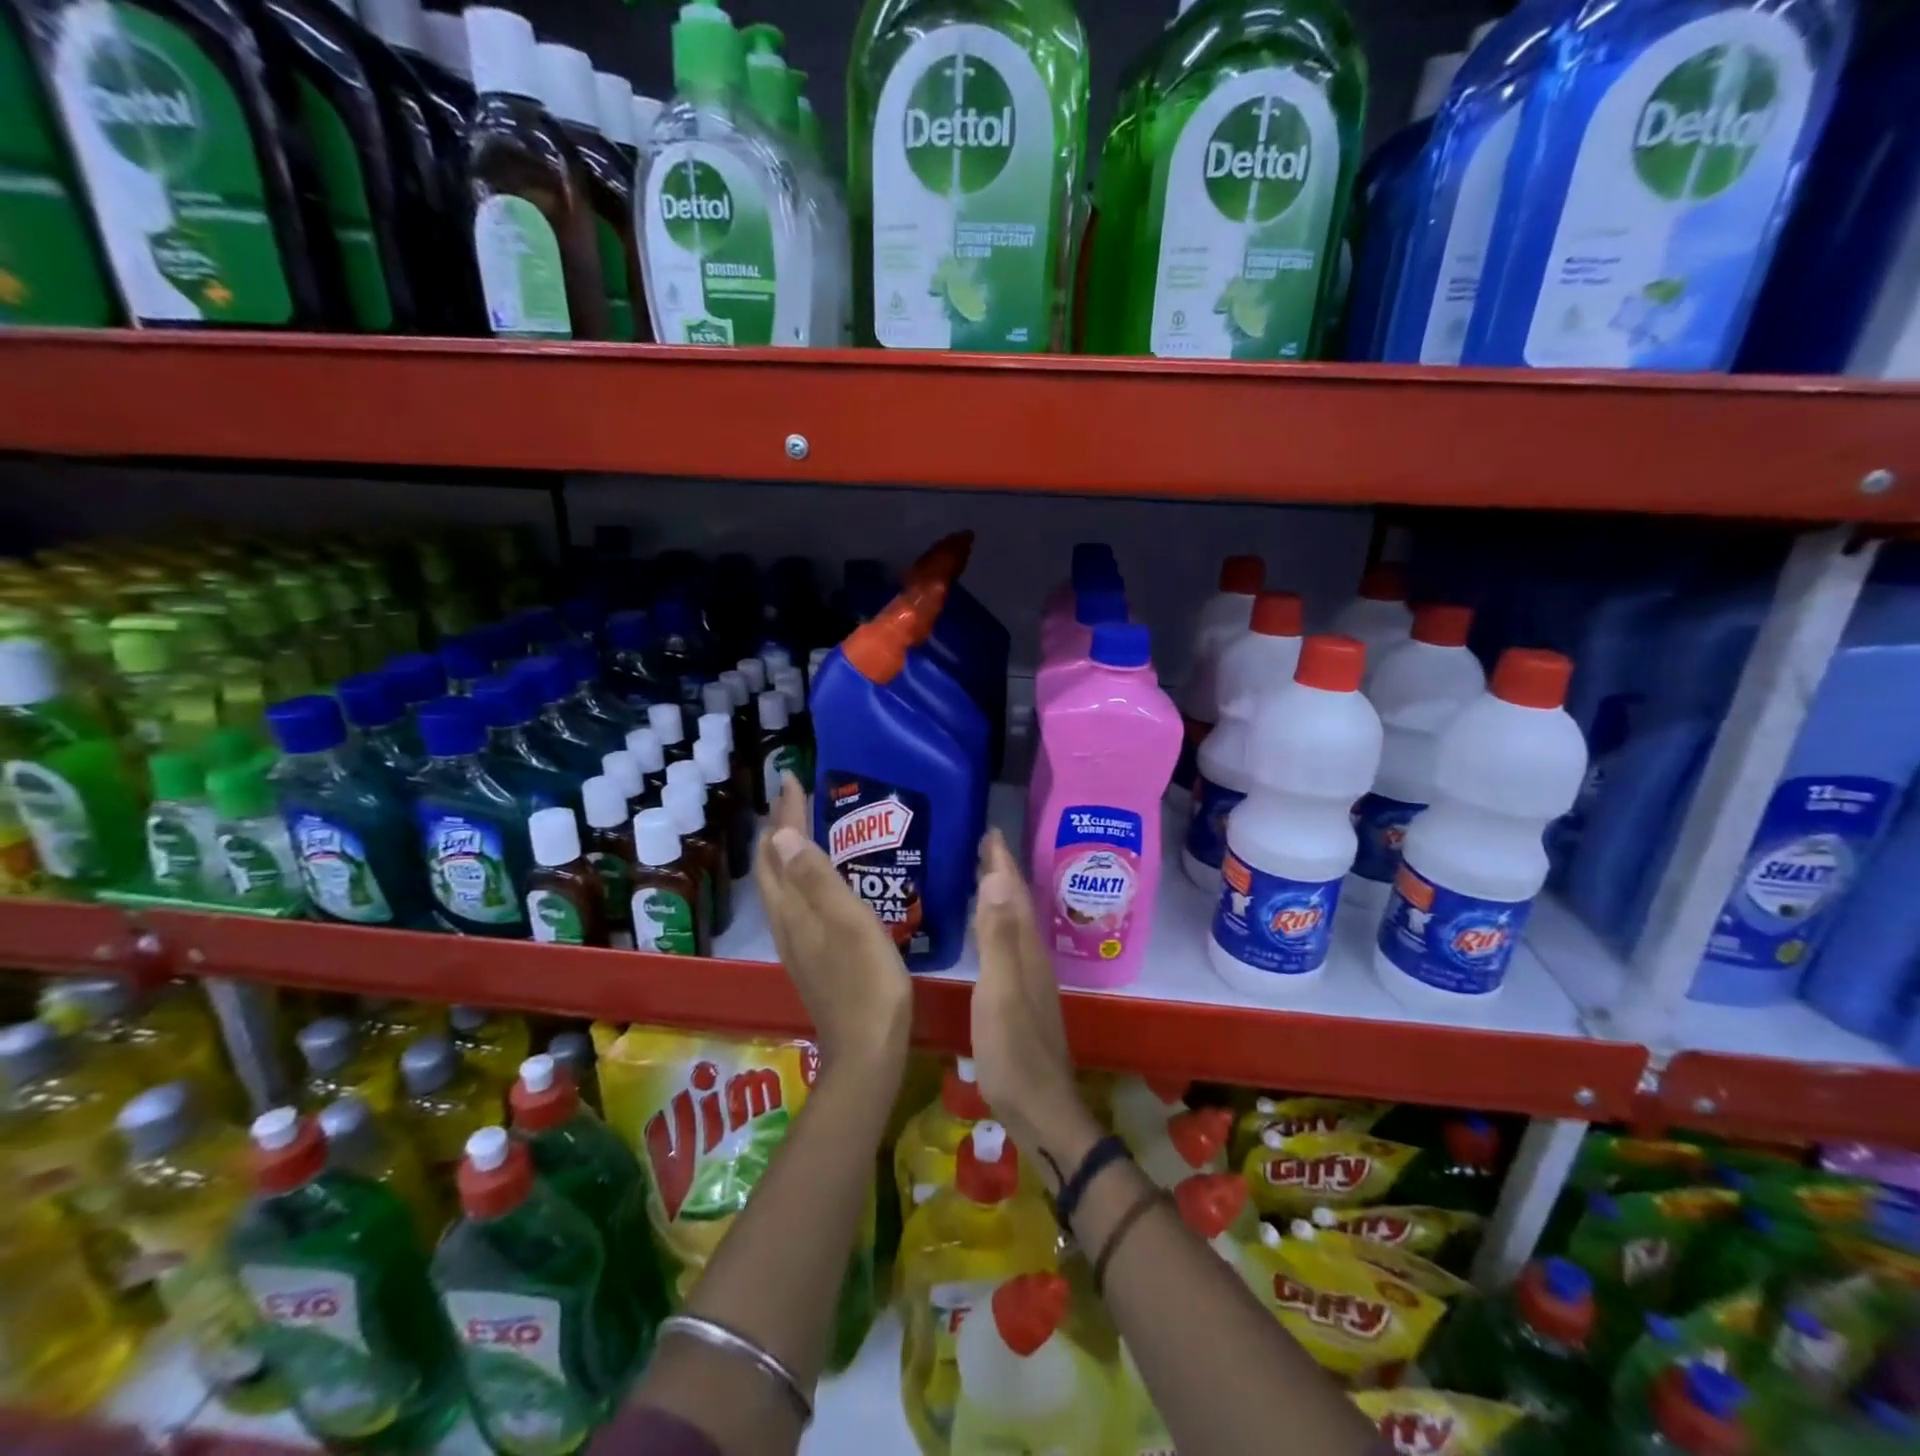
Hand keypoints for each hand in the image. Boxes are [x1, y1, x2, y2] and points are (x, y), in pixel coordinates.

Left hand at [755, 773, 911, 1077]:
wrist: (866, 1048)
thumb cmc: (867, 980)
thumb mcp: (848, 922)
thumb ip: (816, 878)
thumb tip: (778, 835)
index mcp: (793, 909)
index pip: (778, 849)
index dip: (785, 814)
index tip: (792, 779)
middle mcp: (786, 921)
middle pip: (770, 866)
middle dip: (778, 827)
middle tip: (795, 796)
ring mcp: (796, 941)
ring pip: (779, 884)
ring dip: (784, 850)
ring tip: (801, 826)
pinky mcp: (810, 955)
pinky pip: (793, 900)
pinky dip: (797, 874)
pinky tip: (816, 877)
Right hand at [970, 830, 1099, 1188]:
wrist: (1042, 1112)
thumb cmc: (1014, 1053)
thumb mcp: (1000, 992)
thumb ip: (998, 938)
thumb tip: (997, 879)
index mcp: (1026, 952)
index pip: (1015, 895)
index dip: (1002, 863)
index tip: (990, 831)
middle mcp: (1033, 959)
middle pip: (1019, 906)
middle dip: (1003, 874)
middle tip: (984, 846)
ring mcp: (1030, 981)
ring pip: (1016, 926)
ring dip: (1002, 898)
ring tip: (984, 878)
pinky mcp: (1022, 1001)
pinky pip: (1010, 947)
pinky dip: (999, 927)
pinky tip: (990, 935)